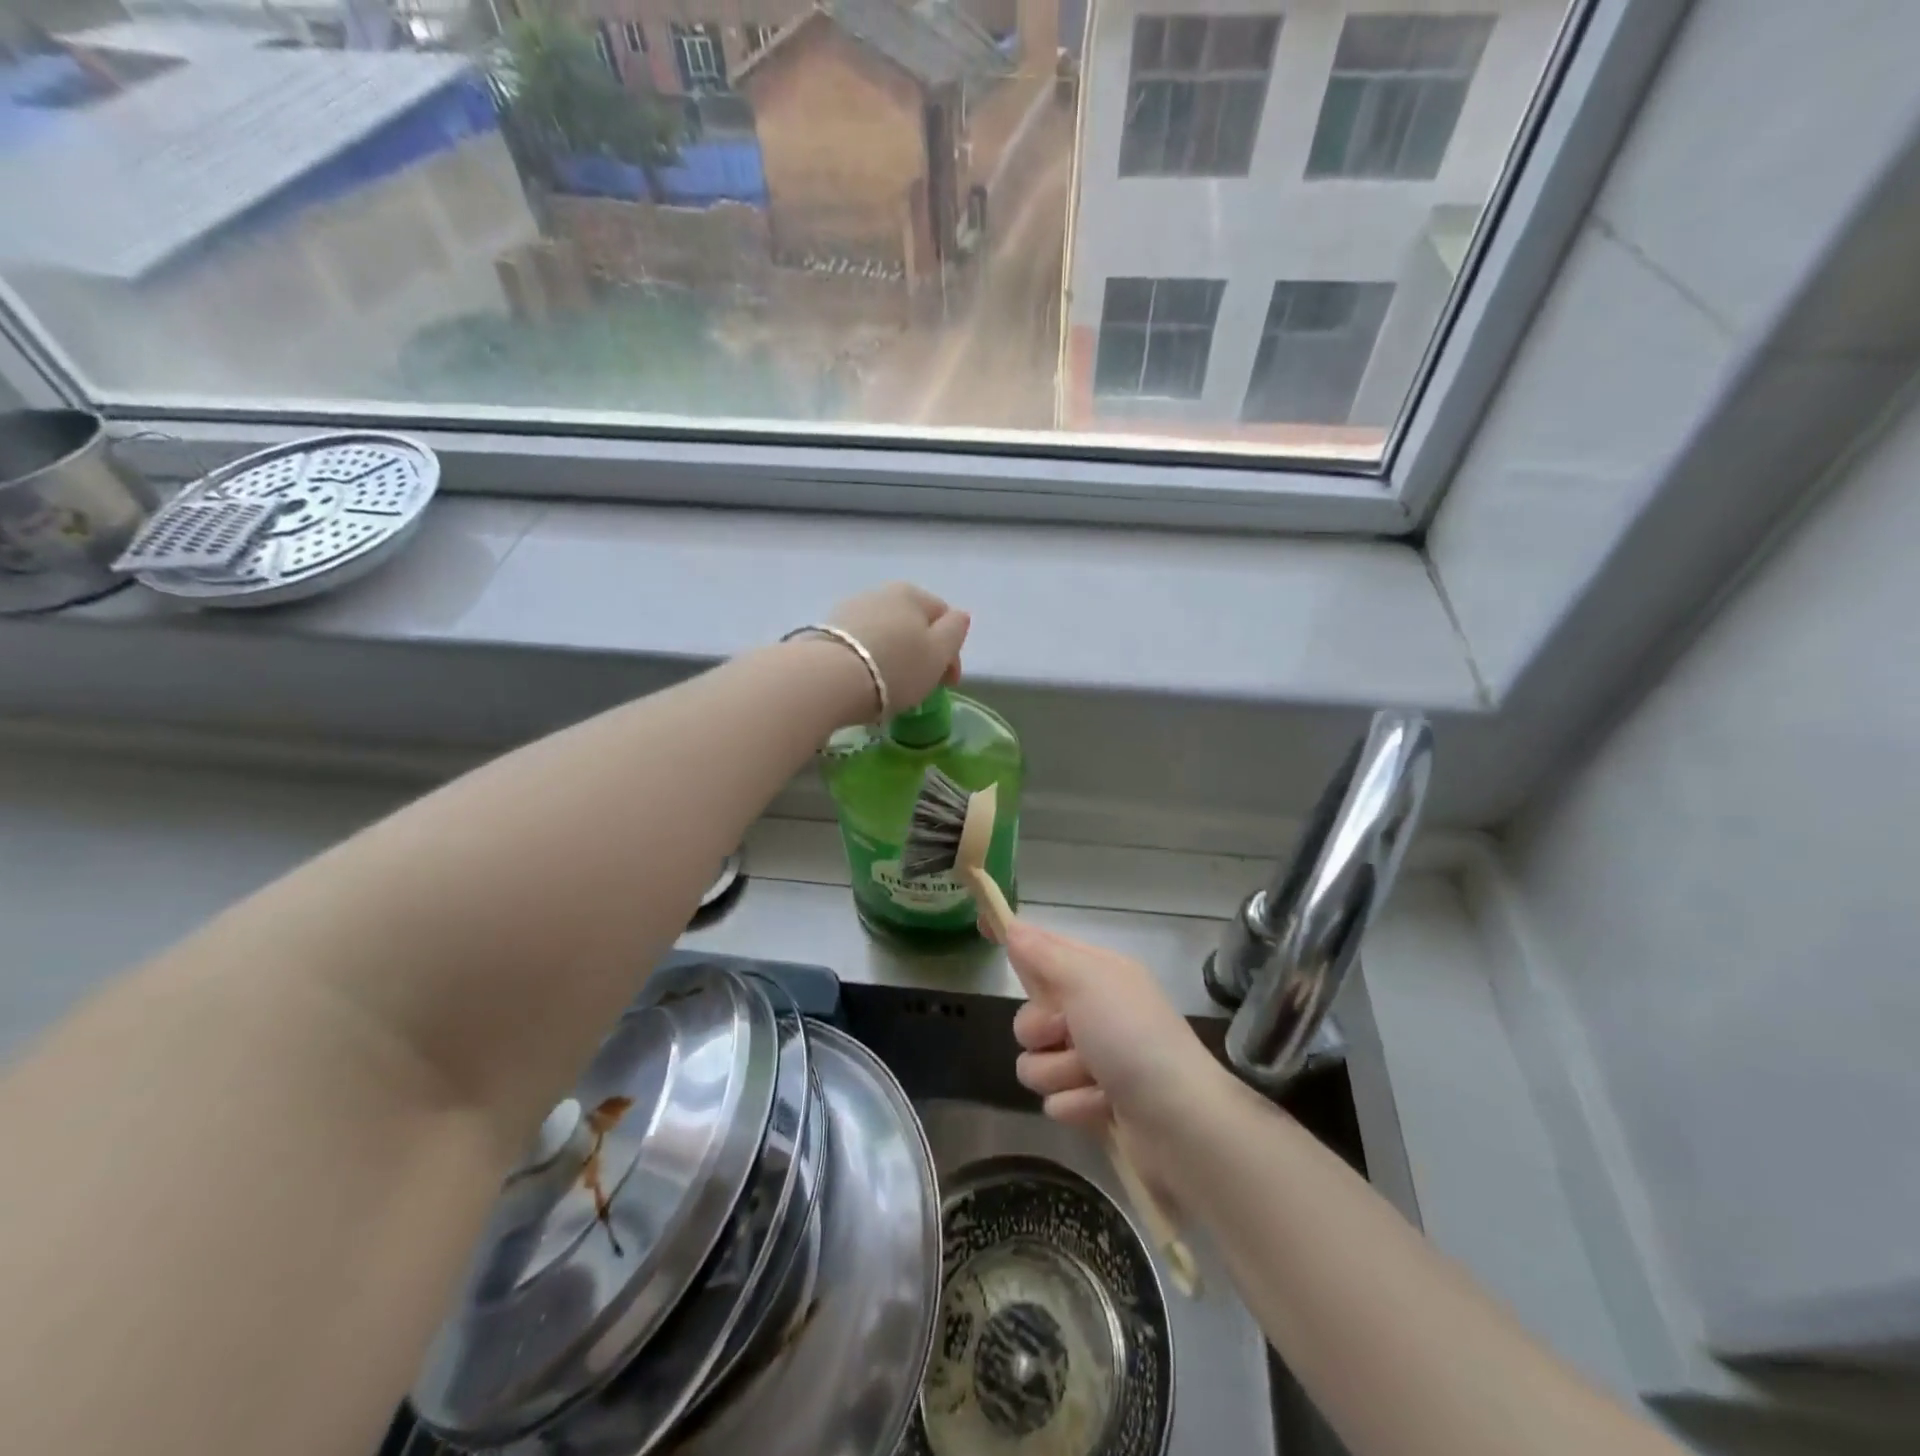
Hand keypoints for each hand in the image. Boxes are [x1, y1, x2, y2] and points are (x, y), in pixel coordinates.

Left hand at [827, 583, 968, 714]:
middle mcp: (880, 593)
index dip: (951, 652)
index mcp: (912, 594)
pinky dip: (868, 661)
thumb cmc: (894, 666)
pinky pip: (859, 646)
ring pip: (884, 634)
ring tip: (891, 686)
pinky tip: (865, 682)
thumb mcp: (938, 652)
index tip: (947, 684)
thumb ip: (955, 631)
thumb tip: (958, 616)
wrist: (827, 678)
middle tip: (921, 687)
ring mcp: (850, 610)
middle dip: (921, 653)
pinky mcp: (825, 632)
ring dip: (893, 656)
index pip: (944, 617)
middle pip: (912, 624)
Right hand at [1006, 921, 1228, 1135]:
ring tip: (1093, 1080)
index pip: (1047, 948)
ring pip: (1038, 1062)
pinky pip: (1057, 1100)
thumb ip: (1044, 955)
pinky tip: (1104, 1107)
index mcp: (1099, 974)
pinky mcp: (1097, 1103)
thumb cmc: (1131, 1037)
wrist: (1180, 1121)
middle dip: (1041, 1031)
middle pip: (1032, 1014)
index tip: (985, 930)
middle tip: (1066, 1034)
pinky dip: (1077, 1104)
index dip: (1018, 942)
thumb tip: (1014, 927)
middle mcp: (1097, 1012)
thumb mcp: (1086, 981)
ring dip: (1059, 1074)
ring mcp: (1097, 1060)